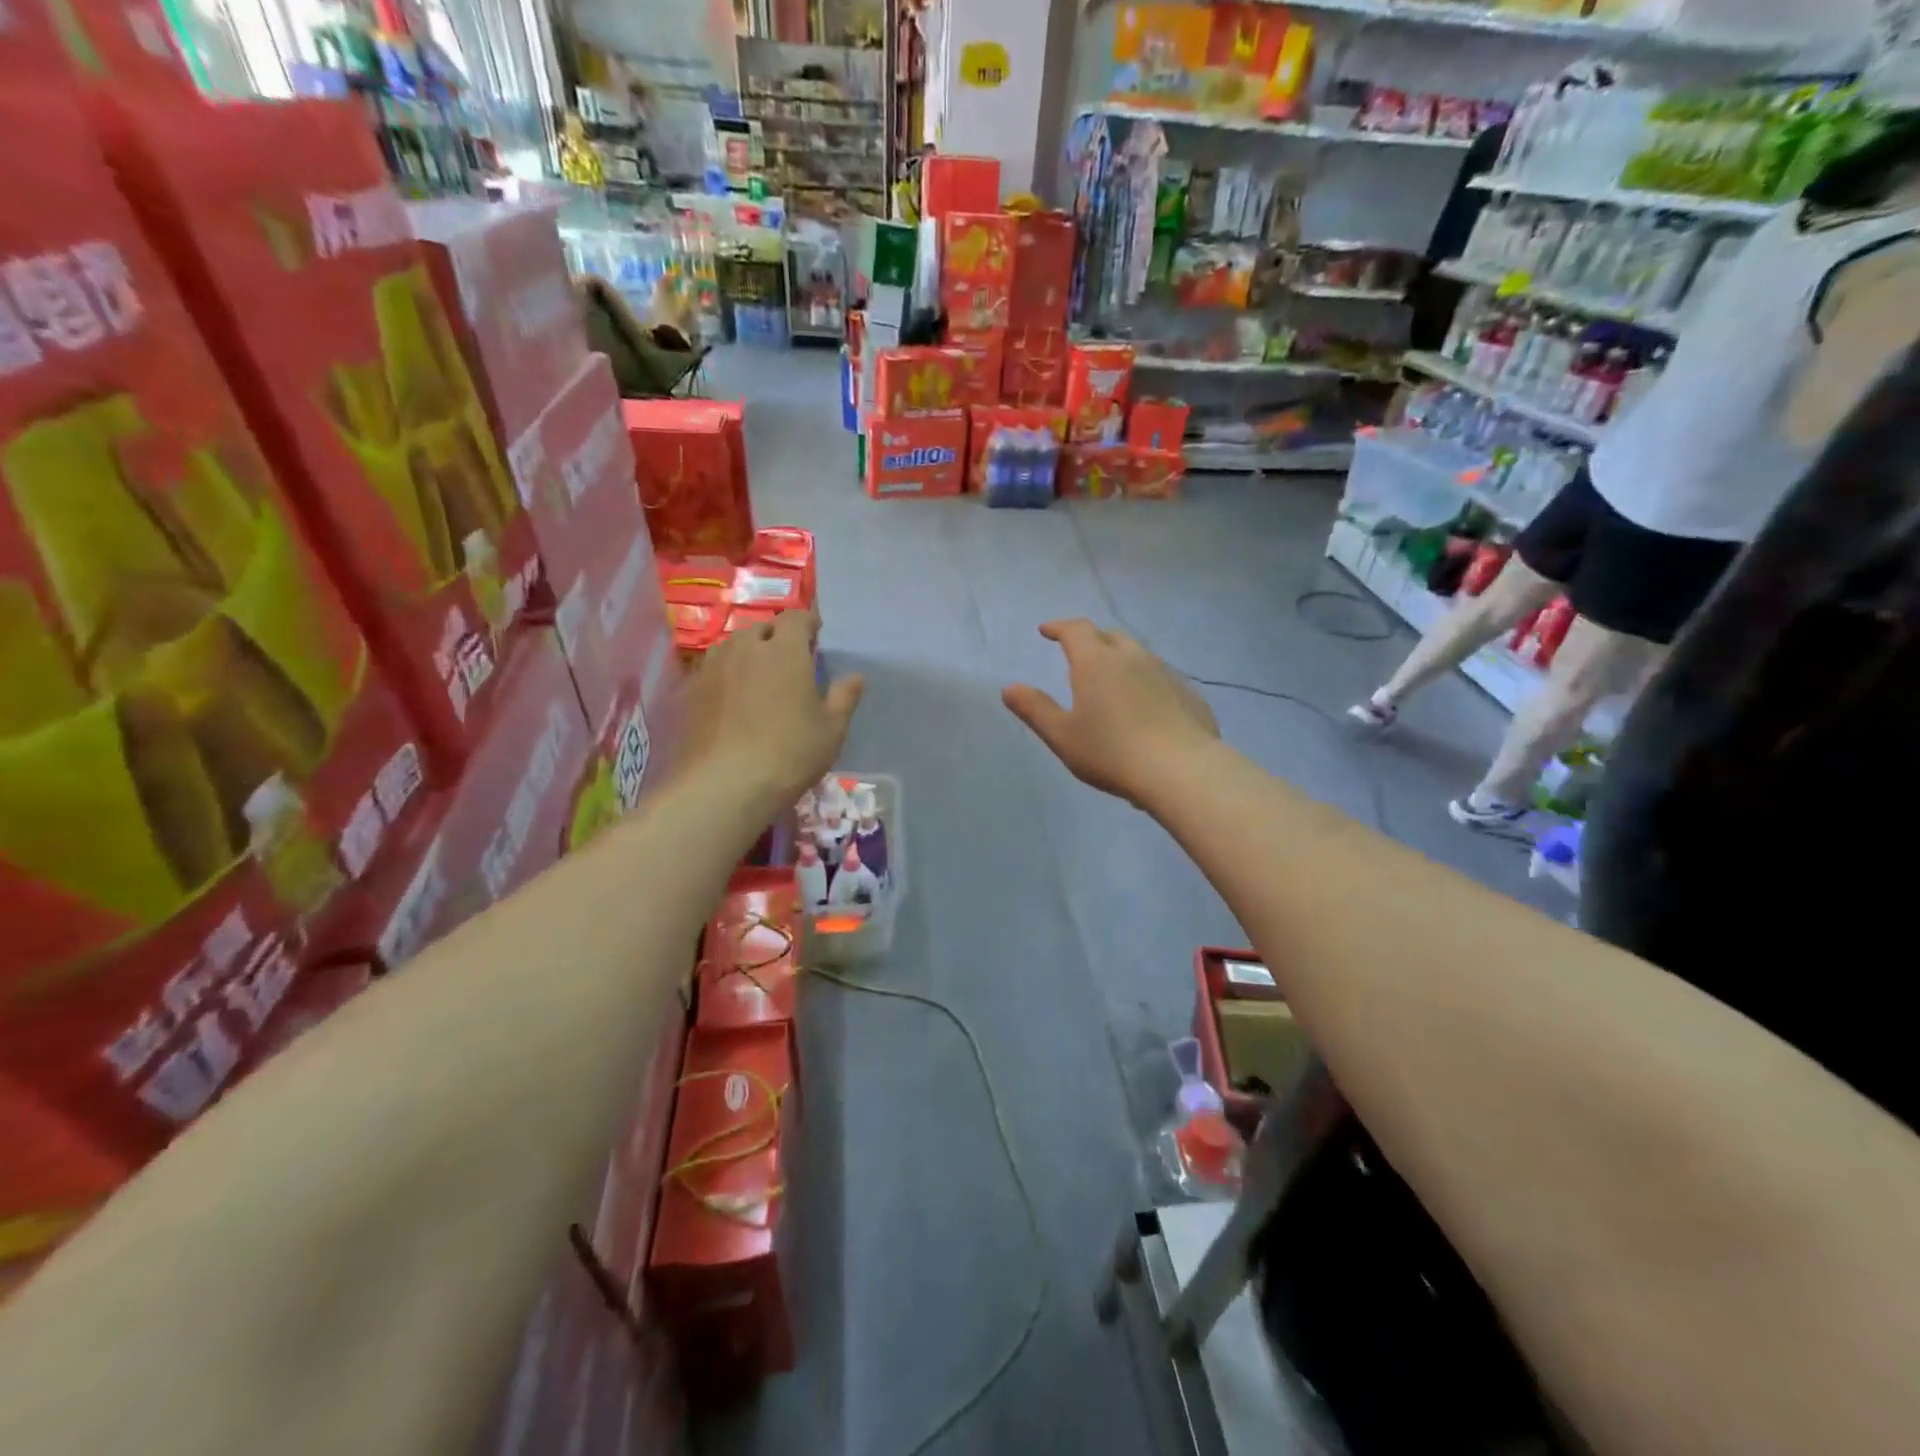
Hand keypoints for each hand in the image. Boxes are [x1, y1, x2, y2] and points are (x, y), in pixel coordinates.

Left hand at [680, 610, 863, 810]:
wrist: (726, 784)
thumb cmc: (791, 753)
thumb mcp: (832, 729)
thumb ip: (844, 697)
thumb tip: (855, 677)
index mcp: (785, 649)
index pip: (796, 617)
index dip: (807, 623)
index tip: (815, 637)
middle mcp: (746, 647)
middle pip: (762, 628)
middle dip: (777, 637)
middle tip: (789, 661)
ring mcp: (713, 667)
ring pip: (733, 646)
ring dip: (748, 653)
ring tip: (758, 677)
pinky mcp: (691, 690)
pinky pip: (713, 670)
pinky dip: (726, 675)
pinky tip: (732, 700)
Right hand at [1002, 620, 1218, 807]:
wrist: (1181, 770)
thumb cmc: (1111, 752)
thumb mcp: (1062, 735)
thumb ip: (1035, 709)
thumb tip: (1009, 688)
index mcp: (1096, 662)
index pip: (1076, 630)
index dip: (1059, 627)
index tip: (1047, 630)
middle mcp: (1132, 657)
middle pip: (1109, 636)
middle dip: (1091, 639)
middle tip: (1078, 653)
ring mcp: (1165, 673)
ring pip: (1138, 655)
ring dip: (1120, 659)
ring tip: (1111, 681)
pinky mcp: (1189, 694)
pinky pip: (1160, 678)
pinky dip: (1145, 682)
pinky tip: (1145, 707)